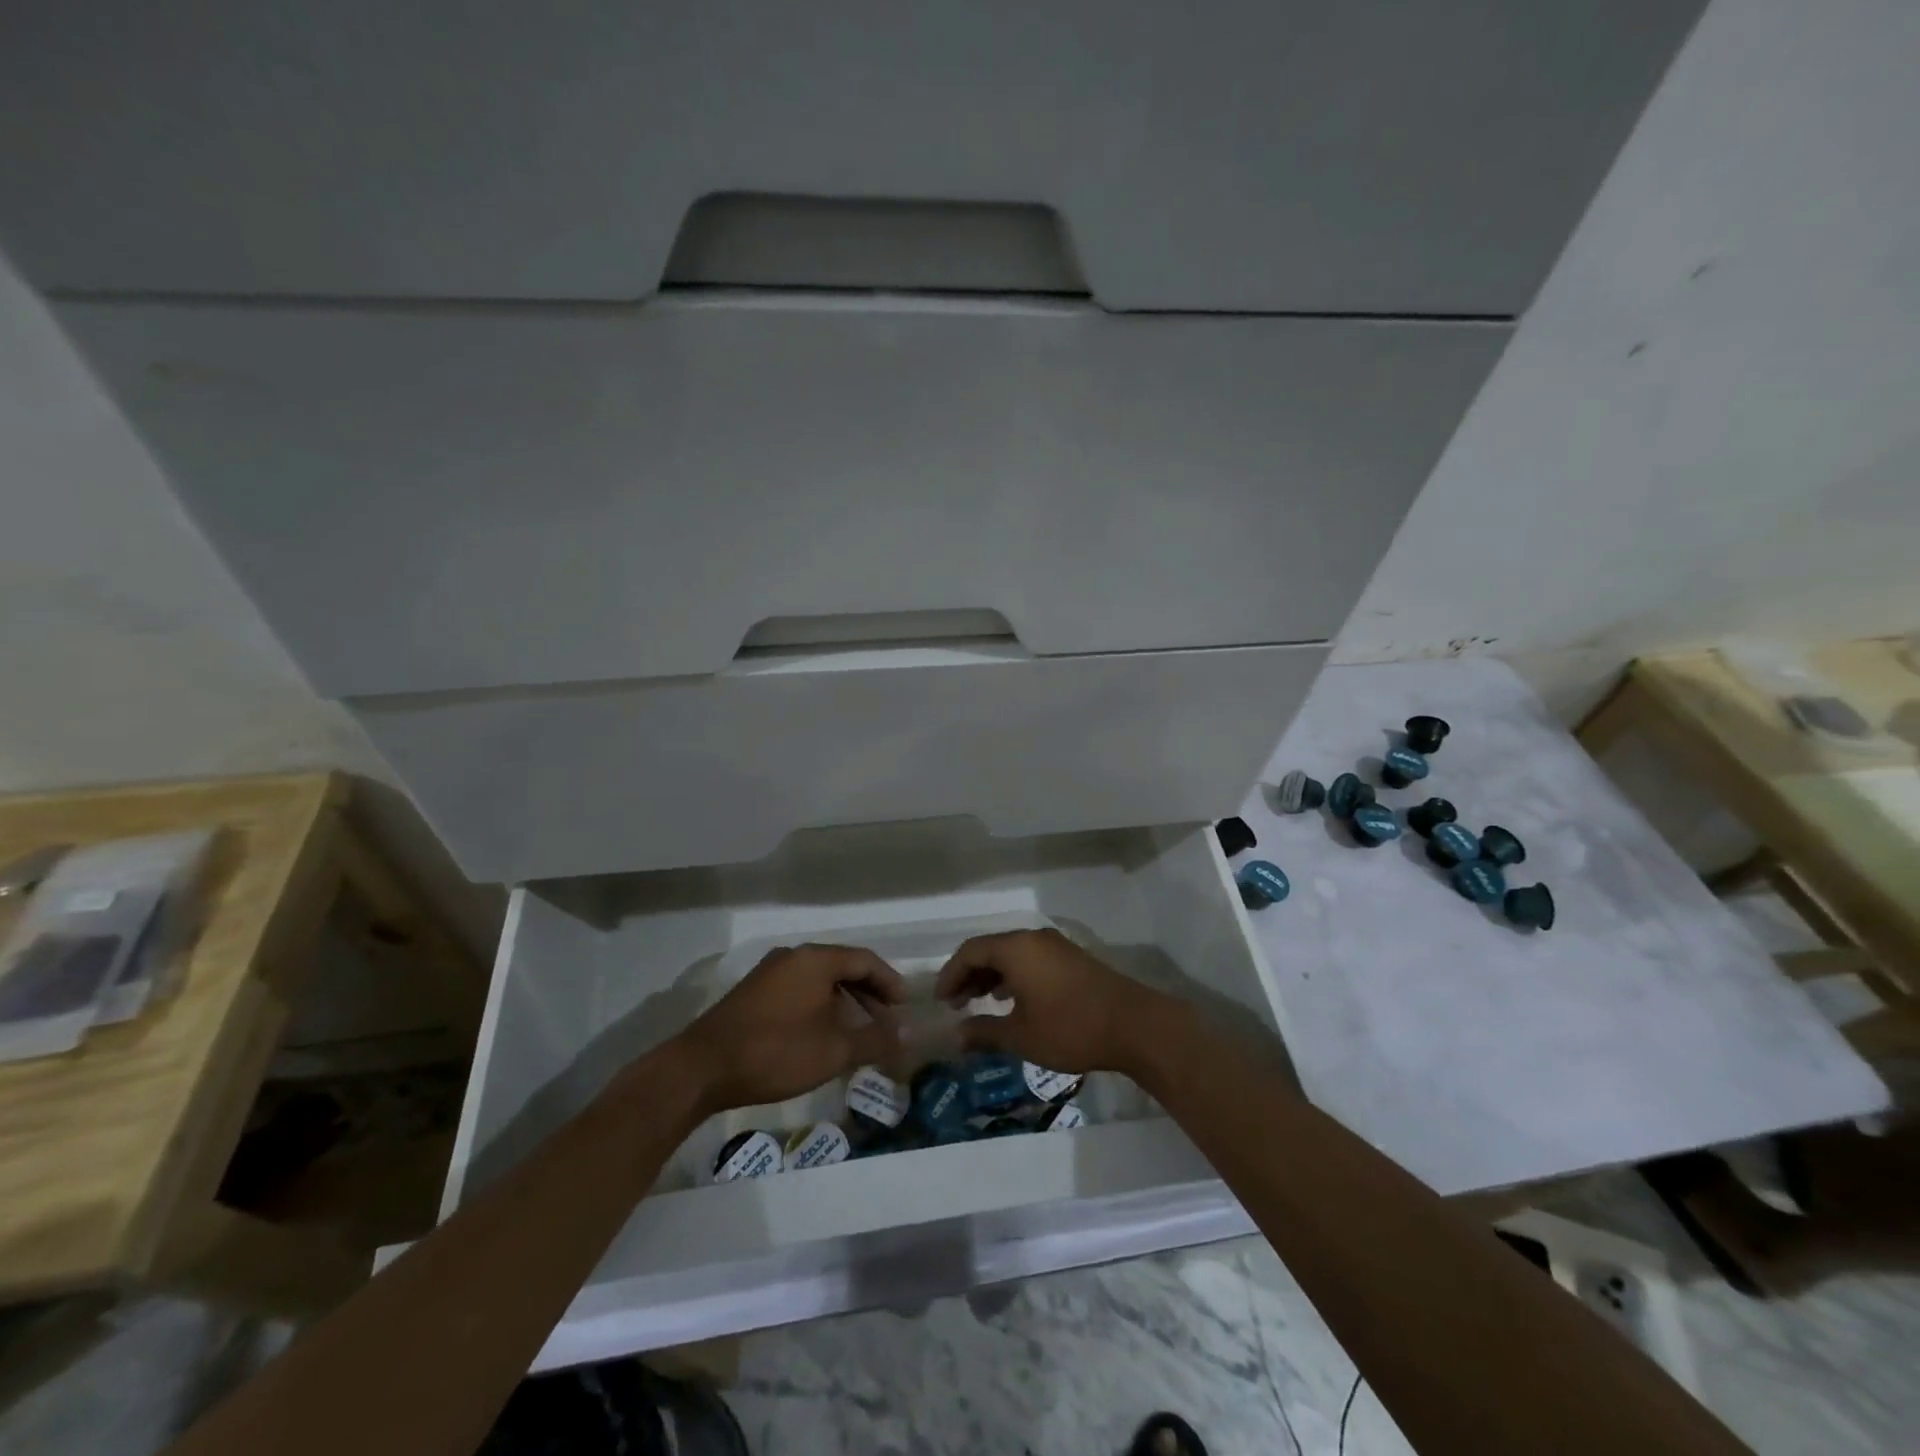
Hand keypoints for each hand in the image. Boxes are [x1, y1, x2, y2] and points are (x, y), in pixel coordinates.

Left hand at [674, 944, 904, 1113]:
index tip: (904, 1007)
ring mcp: (770, 972)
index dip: (889, 982)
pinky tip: (822, 1033)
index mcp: (815, 959)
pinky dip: (820, 1005)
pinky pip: (799, 988)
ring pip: (819, 979)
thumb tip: (910, 1033)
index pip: (865, 960)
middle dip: (868, 993)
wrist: (702, 1068)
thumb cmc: (775, 1052)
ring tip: (858, 1030)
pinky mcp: (754, 992)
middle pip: (842, 966)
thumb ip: (875, 1039)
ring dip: (844, 1001)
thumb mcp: (833, 1051)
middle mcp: (793, 956)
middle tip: (886, 1020)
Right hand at [934, 928, 1173, 1076]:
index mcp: (1016, 949)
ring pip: (1012, 954)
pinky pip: (1031, 960)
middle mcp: (1034, 939)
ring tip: (980, 1003)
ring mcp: (1056, 947)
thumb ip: (984, 1032)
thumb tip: (956, 1036)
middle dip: (969, 975)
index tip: (941, 1001)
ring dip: (992, 976)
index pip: (970, 951)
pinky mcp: (1072, 959)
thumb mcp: (1021, 1036)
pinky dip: (1014, 976)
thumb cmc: (1070, 1028)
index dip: (951, 974)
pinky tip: (1014, 1001)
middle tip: (956, 1004)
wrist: (1133, 1025)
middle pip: (990, 949)